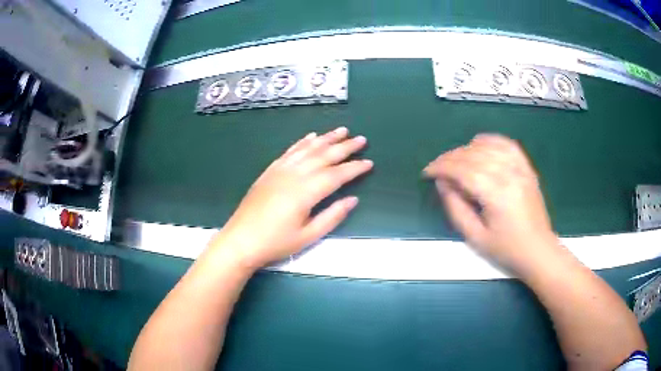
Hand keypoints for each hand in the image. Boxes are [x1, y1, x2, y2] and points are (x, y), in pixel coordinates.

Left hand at [213, 127, 372, 269]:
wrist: (241, 240)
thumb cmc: (276, 243)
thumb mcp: (308, 236)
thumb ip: (332, 216)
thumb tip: (353, 200)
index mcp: (305, 192)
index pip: (336, 175)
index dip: (354, 168)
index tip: (369, 162)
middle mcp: (294, 175)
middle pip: (324, 156)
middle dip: (345, 147)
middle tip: (361, 139)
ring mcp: (280, 170)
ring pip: (307, 149)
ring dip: (326, 138)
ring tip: (341, 131)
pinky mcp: (270, 171)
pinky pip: (290, 151)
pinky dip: (303, 142)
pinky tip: (311, 136)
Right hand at [423, 134, 558, 273]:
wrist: (538, 251)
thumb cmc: (507, 250)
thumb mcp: (475, 237)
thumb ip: (456, 208)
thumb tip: (443, 184)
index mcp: (497, 194)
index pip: (463, 170)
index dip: (441, 168)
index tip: (427, 173)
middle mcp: (509, 174)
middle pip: (473, 155)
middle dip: (450, 158)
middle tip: (437, 169)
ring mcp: (520, 169)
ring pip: (488, 147)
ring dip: (466, 150)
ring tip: (455, 161)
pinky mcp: (526, 168)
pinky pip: (506, 144)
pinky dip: (490, 140)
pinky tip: (479, 144)